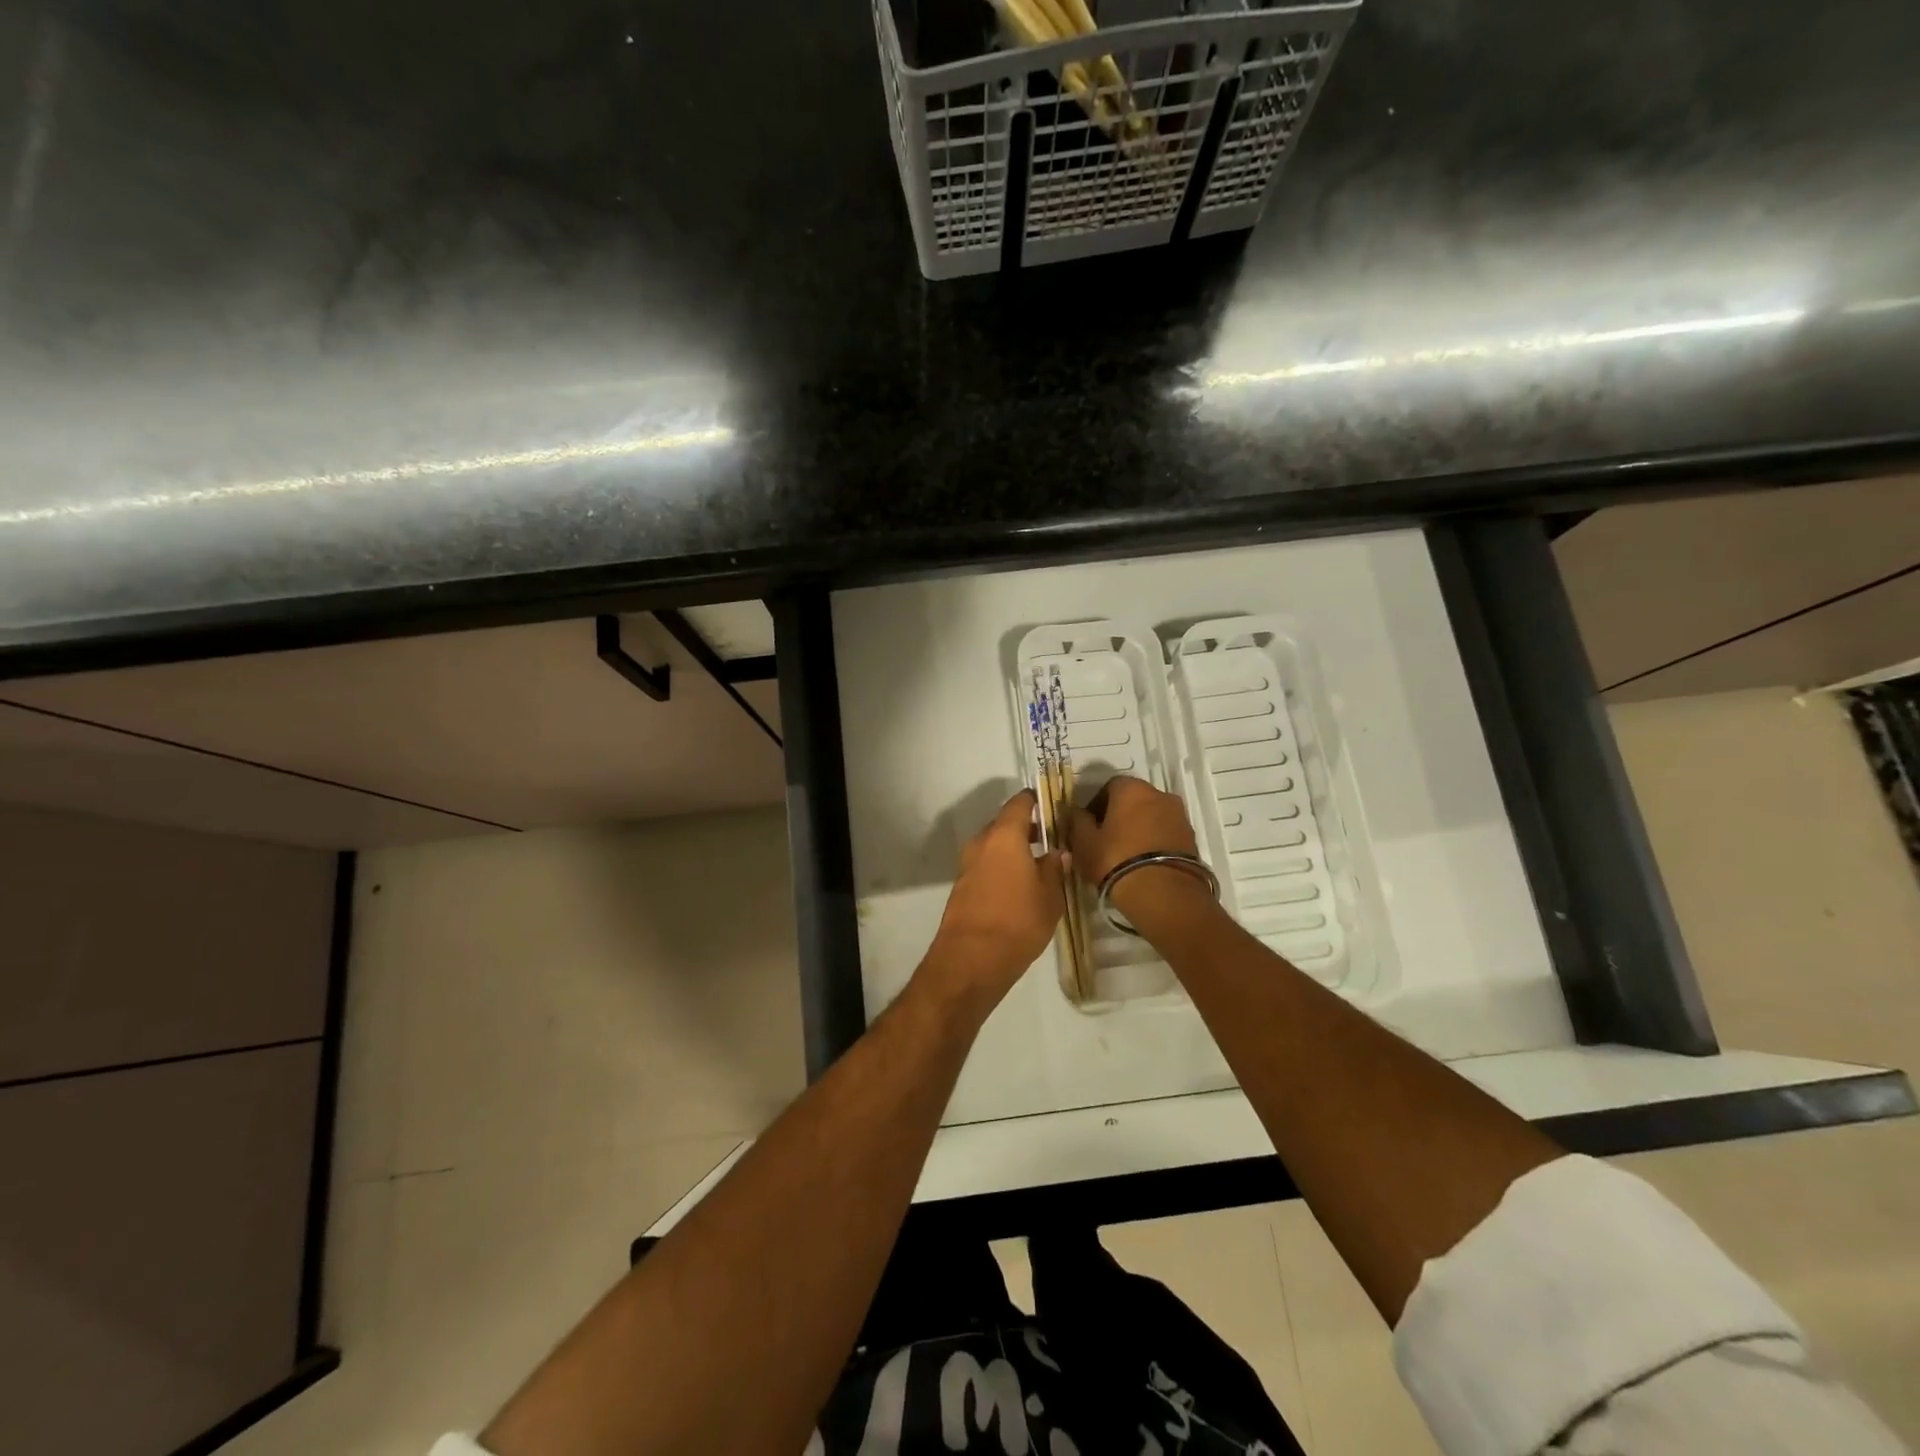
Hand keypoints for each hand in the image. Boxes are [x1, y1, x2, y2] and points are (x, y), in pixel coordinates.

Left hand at [923, 790, 1064, 1009]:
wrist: (971, 960)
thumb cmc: (1018, 921)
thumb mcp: (1049, 896)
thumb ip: (1054, 868)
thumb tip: (1058, 852)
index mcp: (1004, 836)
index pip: (1019, 804)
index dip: (1036, 802)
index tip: (1053, 806)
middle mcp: (981, 843)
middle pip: (1004, 825)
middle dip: (1026, 829)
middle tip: (1051, 840)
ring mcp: (967, 865)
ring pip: (993, 847)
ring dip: (1013, 851)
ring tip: (1039, 866)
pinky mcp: (962, 887)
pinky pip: (985, 866)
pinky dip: (1001, 868)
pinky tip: (1019, 887)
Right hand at [1065, 775, 1213, 927]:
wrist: (1164, 894)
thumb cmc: (1115, 860)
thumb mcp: (1084, 842)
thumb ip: (1076, 821)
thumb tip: (1074, 810)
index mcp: (1132, 789)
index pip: (1109, 787)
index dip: (1096, 805)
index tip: (1088, 827)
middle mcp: (1160, 794)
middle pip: (1133, 801)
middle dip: (1119, 816)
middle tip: (1105, 841)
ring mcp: (1180, 817)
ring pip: (1152, 817)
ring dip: (1139, 829)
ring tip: (1125, 856)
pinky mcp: (1192, 839)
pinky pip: (1166, 834)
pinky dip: (1154, 843)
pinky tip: (1143, 864)